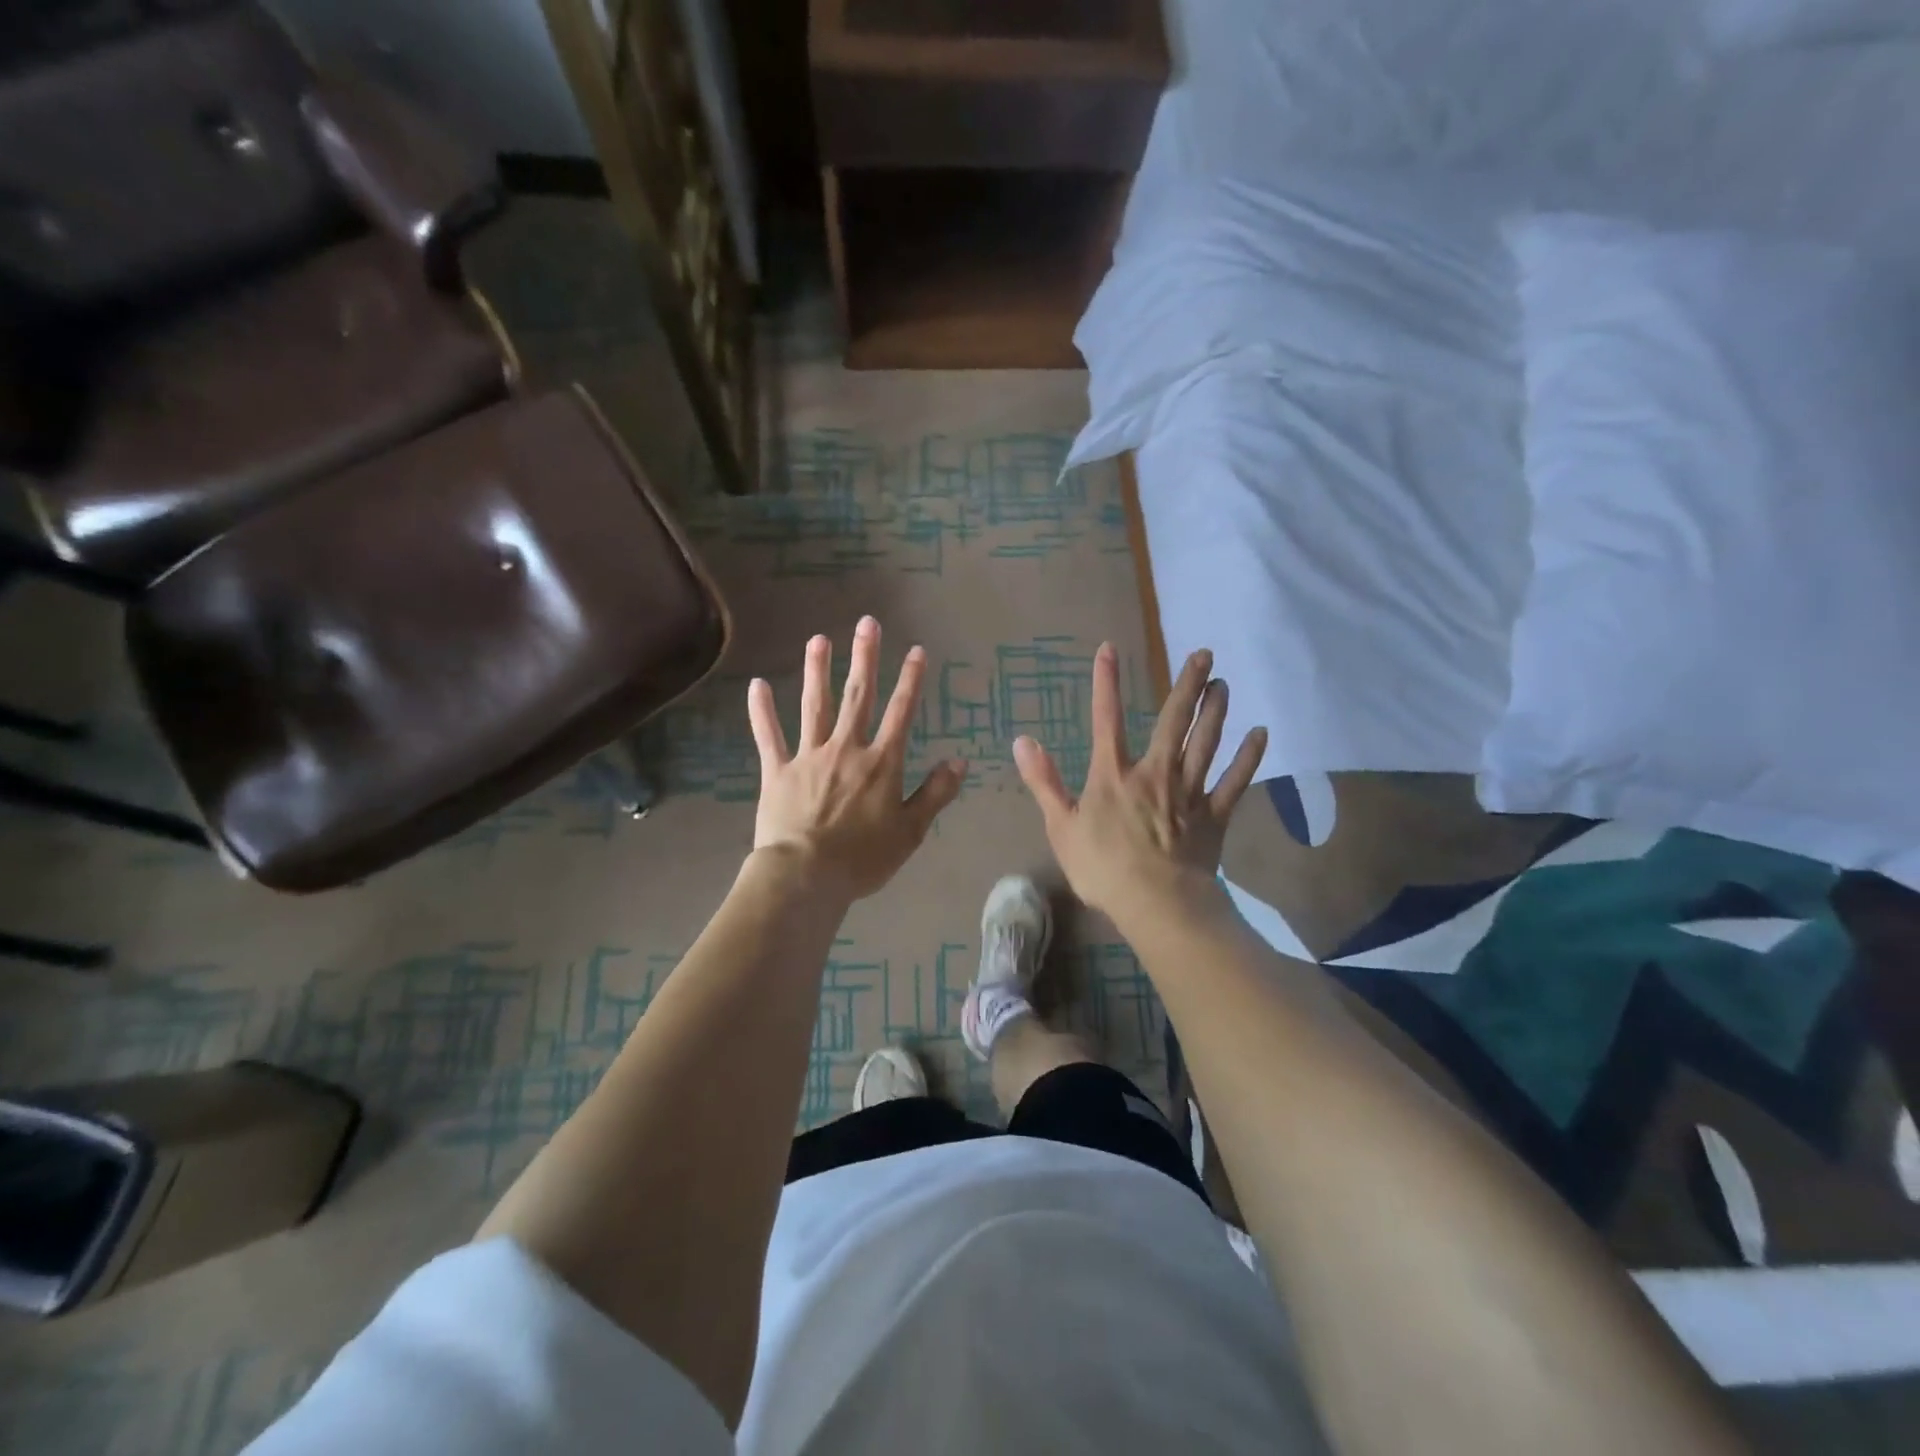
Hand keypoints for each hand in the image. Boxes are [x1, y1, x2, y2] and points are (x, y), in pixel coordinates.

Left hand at [747, 617, 966, 900]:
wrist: (806, 875)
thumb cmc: (863, 858)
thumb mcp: (910, 831)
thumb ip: (935, 793)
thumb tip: (959, 761)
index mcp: (881, 762)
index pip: (901, 712)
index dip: (910, 680)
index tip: (916, 650)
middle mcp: (846, 749)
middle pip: (857, 696)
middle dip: (864, 658)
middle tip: (866, 623)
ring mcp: (808, 757)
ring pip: (814, 706)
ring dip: (816, 671)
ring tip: (818, 640)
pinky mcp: (777, 771)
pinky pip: (768, 736)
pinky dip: (762, 712)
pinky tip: (757, 686)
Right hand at [1013, 644, 1266, 919]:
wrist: (1157, 904)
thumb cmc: (1103, 868)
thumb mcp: (1061, 827)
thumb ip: (1044, 782)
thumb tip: (1022, 741)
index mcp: (1114, 775)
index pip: (1107, 719)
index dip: (1106, 682)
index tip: (1109, 648)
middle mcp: (1155, 772)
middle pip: (1173, 721)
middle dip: (1188, 685)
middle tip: (1204, 654)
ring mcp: (1189, 792)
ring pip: (1206, 742)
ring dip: (1216, 711)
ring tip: (1224, 683)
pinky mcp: (1215, 815)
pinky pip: (1235, 780)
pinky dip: (1248, 757)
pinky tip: (1260, 734)